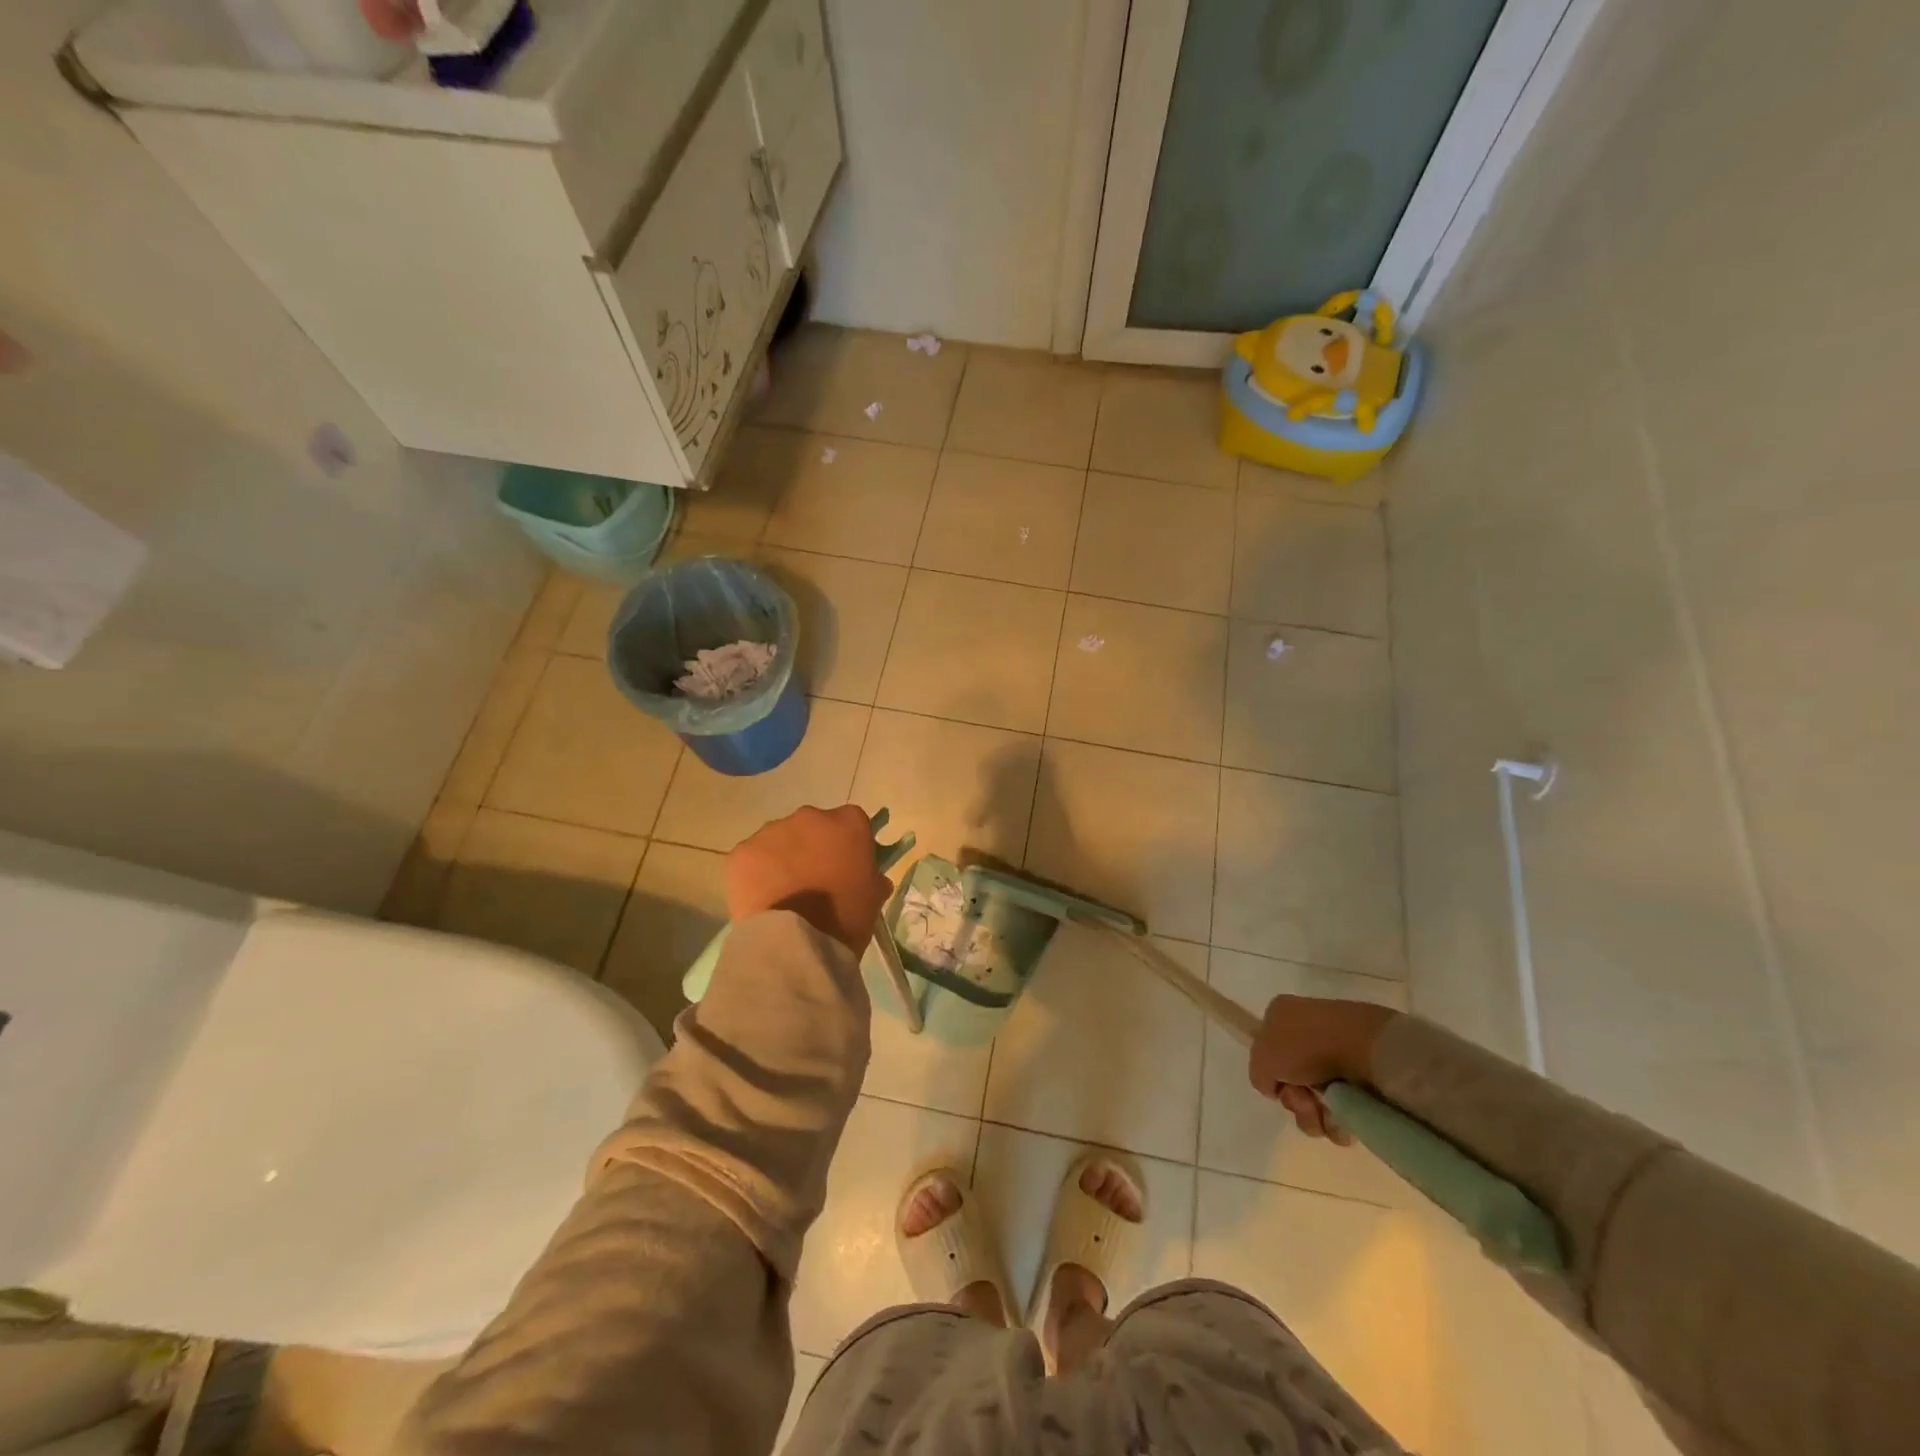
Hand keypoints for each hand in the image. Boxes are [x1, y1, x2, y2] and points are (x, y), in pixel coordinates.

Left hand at [726, 805, 890, 954]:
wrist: (797, 943)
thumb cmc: (846, 918)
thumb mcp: (874, 897)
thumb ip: (873, 877)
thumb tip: (870, 876)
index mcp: (848, 823)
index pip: (852, 822)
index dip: (849, 843)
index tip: (846, 865)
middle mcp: (810, 816)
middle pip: (813, 826)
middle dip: (813, 846)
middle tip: (814, 879)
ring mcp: (772, 831)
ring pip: (779, 840)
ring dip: (783, 858)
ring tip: (784, 892)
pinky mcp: (742, 851)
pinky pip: (752, 858)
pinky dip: (755, 873)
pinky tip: (761, 898)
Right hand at [1248, 996, 1398, 1144]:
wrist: (1365, 1047)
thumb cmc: (1306, 1044)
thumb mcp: (1262, 1057)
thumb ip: (1259, 1075)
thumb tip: (1277, 1088)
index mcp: (1283, 1016)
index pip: (1268, 1052)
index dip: (1271, 1075)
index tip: (1280, 1085)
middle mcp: (1309, 1034)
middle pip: (1292, 1083)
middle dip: (1295, 1101)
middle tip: (1305, 1100)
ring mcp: (1339, 1056)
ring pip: (1316, 1102)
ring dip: (1314, 1117)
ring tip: (1327, 1113)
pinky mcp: (1364, 1080)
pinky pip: (1344, 1112)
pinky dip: (1339, 1122)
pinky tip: (1343, 1119)